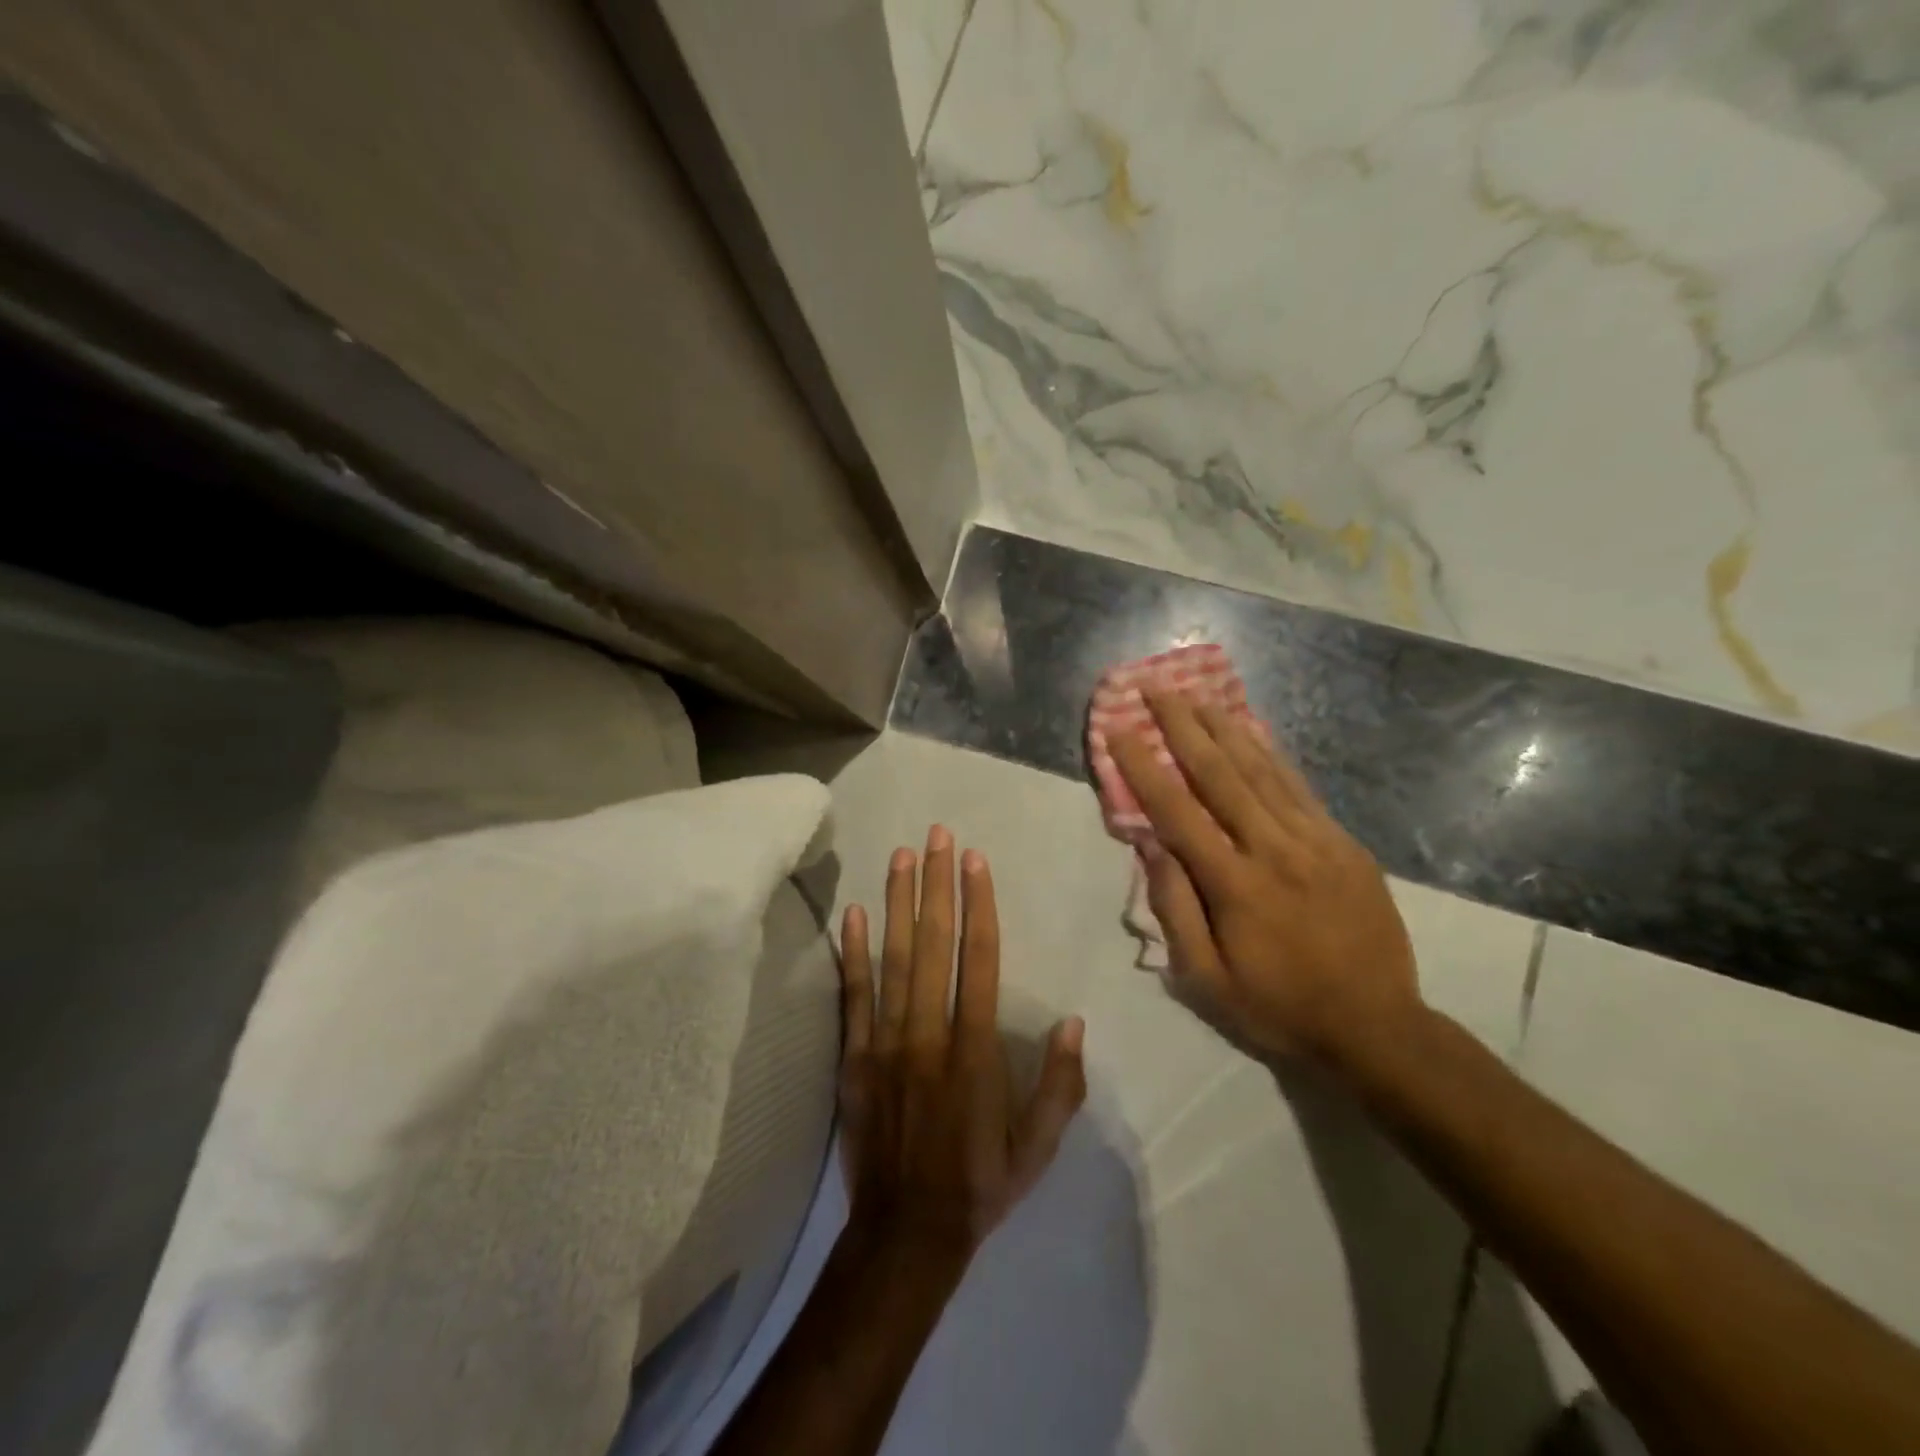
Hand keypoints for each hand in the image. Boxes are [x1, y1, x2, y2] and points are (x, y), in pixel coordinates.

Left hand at [837, 827, 1086, 1270]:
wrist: (906, 1234)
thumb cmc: (980, 1184)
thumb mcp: (1039, 1148)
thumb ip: (1061, 1085)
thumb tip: (1075, 1023)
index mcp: (975, 1050)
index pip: (979, 960)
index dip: (978, 905)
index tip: (974, 860)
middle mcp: (929, 1033)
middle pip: (934, 945)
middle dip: (937, 885)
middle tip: (936, 835)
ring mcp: (886, 1043)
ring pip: (894, 959)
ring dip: (899, 903)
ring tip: (901, 856)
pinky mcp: (855, 1058)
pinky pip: (854, 997)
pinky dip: (853, 953)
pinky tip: (853, 914)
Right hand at [1109, 691, 1422, 1070]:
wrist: (1378, 1028)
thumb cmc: (1280, 1009)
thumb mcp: (1208, 982)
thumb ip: (1176, 911)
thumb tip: (1152, 846)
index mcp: (1236, 885)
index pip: (1177, 811)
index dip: (1142, 766)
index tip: (1118, 729)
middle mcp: (1274, 849)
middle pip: (1220, 774)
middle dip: (1182, 726)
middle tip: (1156, 688)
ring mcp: (1316, 841)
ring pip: (1262, 770)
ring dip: (1224, 727)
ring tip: (1196, 694)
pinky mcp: (1343, 843)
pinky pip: (1299, 787)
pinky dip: (1270, 753)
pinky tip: (1252, 729)